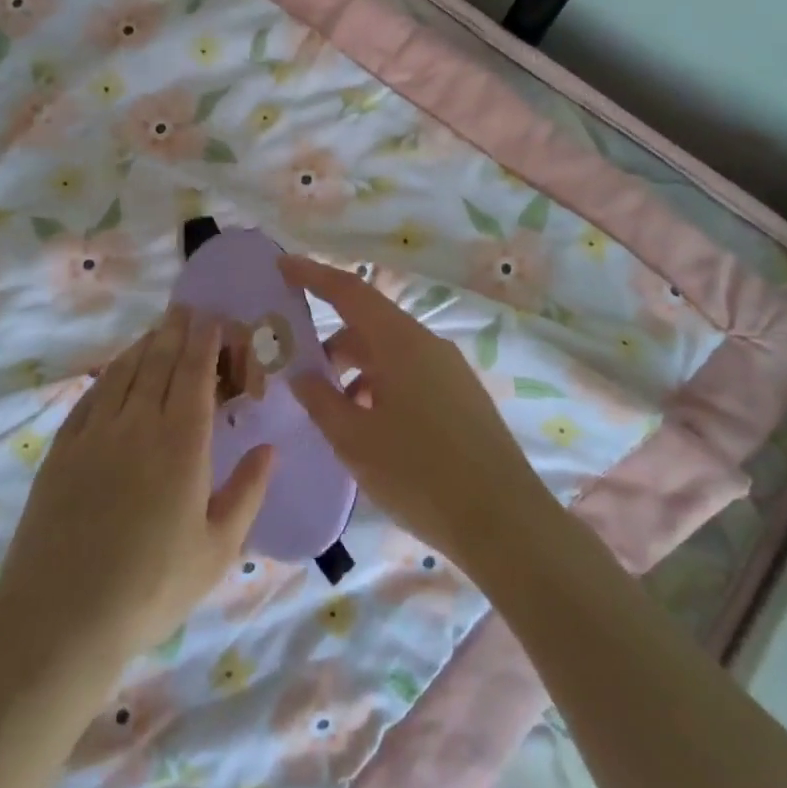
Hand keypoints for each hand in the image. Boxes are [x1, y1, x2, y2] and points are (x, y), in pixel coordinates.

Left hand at [0, 305, 275, 665]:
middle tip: (186, 309)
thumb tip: (269, 449)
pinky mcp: (63, 449)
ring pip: (124, 372)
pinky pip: (91, 396)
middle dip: (176, 330)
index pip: (196, 374)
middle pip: (159, 362)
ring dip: (143, 345)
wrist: (62, 614)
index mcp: (183, 444)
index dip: (206, 341)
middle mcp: (139, 424)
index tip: (214, 318)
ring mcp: (95, 433)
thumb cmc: (153, 587)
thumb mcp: (218, 549)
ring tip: (157, 329)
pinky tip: (115, 371)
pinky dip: (109, 375)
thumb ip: (247, 492)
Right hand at [279, 256, 555, 574]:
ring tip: (333, 412)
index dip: (312, 275)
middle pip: (368, 325)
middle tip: (298, 371)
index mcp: (400, 343)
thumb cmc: (419, 474)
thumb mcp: (355, 439)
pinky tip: (370, 429)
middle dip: (330, 343)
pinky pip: (410, 376)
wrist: (504, 522)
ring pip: (389, 355)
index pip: (349, 291)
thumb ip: (320, 400)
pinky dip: (380, 387)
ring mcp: (449, 370)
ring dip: (355, 371)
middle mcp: (427, 345)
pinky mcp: (462, 397)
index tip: (281, 265)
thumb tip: (301, 374)